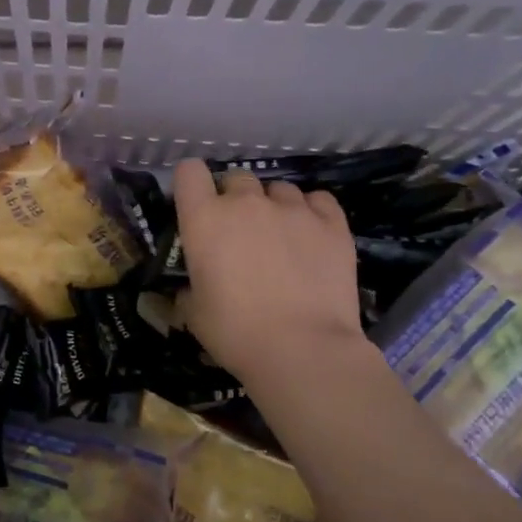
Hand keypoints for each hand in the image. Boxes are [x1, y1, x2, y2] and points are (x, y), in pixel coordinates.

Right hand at [173, 159, 368, 384]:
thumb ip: (189, 289)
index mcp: (205, 220)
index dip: (191, 184)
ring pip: (278, 188)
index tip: (196, 203)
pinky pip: (318, 200)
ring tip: (280, 235)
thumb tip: (191, 288)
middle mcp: (246, 203)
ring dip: (273, 205)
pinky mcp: (332, 223)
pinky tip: (312, 233)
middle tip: (239, 231)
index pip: (189, 172)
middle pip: (237, 177)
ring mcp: (293, 209)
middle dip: (235, 198)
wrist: (303, 348)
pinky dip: (311, 211)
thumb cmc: (236, 333)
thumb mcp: (194, 314)